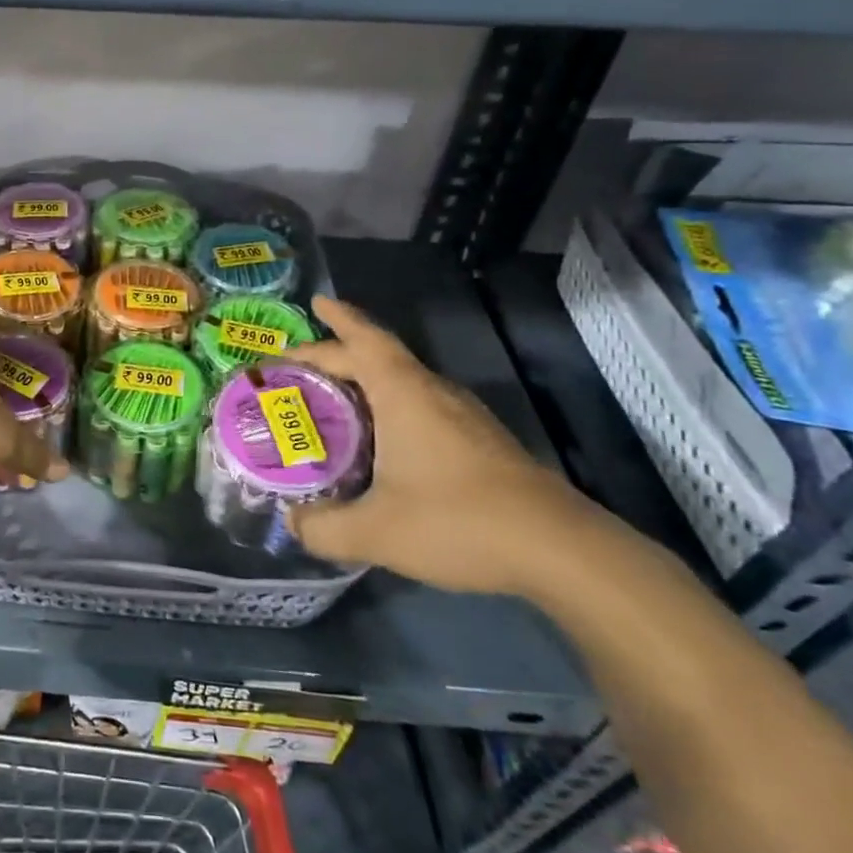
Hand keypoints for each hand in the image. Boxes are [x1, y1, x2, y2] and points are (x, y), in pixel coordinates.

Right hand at [285, 297, 617, 598]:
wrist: (560, 550)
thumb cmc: (459, 522)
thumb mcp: (375, 531)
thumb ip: (323, 528)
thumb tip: (292, 522)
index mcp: (404, 395)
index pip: (364, 341)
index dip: (337, 319)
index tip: (316, 302)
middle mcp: (433, 393)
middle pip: (378, 357)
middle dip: (337, 354)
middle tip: (299, 365)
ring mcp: (462, 416)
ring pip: (403, 381)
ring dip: (365, 379)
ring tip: (332, 396)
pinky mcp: (479, 441)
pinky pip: (420, 404)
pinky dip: (388, 404)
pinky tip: (380, 438)